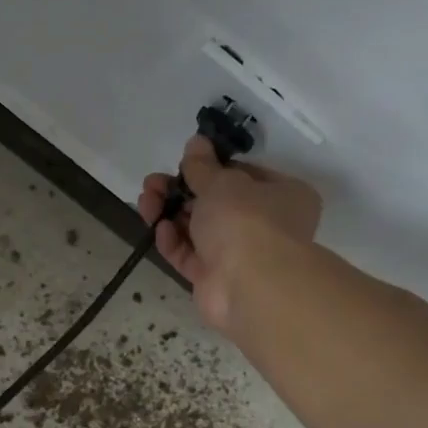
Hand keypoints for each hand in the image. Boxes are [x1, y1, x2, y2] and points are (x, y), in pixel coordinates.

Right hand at [138, 134, 322, 331]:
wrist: (250, 285)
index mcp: (282, 195)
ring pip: (198, 229)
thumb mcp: (222, 182)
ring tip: (146, 201)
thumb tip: (196, 142)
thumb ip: (202, 165)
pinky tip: (159, 229)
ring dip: (170, 213)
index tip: (183, 163)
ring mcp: (238, 255)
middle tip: (153, 184)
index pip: (243, 175)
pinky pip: (190, 256)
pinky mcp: (214, 279)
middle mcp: (264, 224)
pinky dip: (173, 242)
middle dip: (180, 192)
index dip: (210, 168)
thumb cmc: (246, 220)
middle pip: (215, 203)